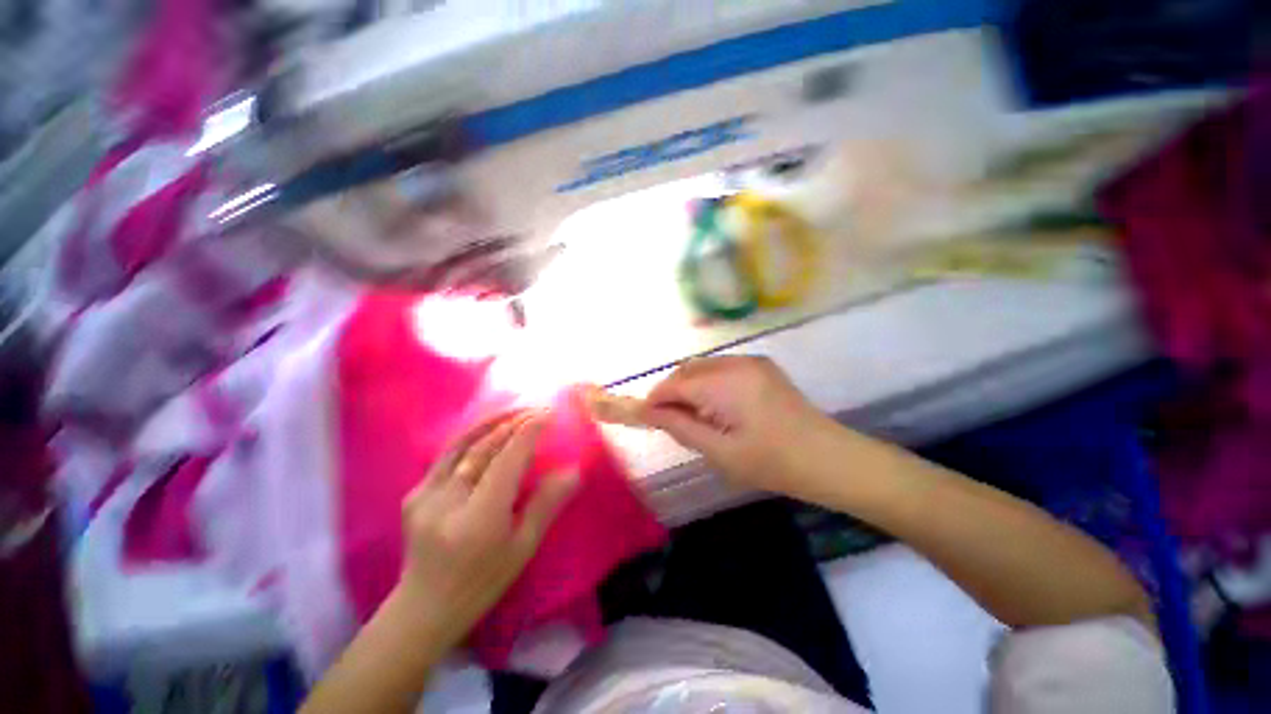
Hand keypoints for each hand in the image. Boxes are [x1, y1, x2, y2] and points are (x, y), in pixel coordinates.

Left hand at [394, 412, 577, 654]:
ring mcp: (425, 495)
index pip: (507, 461)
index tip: (547, 413)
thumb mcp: (523, 548)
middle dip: (513, 423)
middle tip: (536, 408)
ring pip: (462, 445)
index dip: (528, 433)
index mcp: (479, 519)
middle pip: (484, 448)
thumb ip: (547, 504)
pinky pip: (448, 455)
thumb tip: (574, 471)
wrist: (423, 608)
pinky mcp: (414, 493)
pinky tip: (488, 430)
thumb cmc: (483, 583)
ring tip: (515, 411)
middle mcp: (448, 501)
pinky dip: (471, 437)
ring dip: (491, 423)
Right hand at [636, 356, 833, 496]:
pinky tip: (716, 407)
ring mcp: (751, 361)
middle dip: (671, 392)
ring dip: (689, 387)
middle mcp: (736, 362)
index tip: (645, 419)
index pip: (675, 383)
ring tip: (693, 417)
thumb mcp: (719, 451)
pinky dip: (708, 383)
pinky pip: (721, 368)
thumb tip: (646, 412)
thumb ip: (679, 426)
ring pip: (703, 367)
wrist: (829, 458)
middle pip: (687, 370)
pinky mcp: (761, 366)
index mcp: (726, 382)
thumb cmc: (772, 463)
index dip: (655, 400)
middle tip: (670, 422)